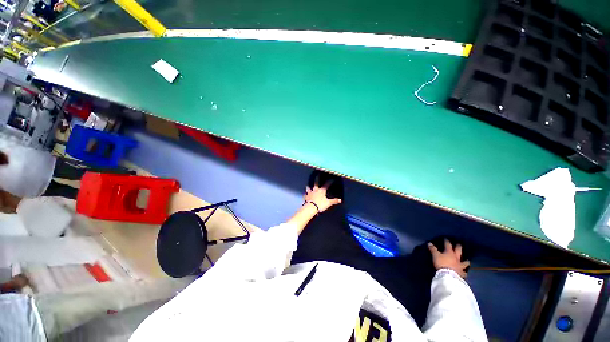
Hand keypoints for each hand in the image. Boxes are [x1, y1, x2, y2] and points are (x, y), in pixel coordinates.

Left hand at [304, 179, 341, 212]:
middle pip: (316, 183)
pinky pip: (305, 195)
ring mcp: (310, 193)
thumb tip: (340, 200)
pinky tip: (305, 195)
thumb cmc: (320, 204)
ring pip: (309, 188)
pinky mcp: (306, 197)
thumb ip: (334, 201)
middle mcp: (315, 190)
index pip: (326, 185)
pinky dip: (305, 195)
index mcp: (322, 191)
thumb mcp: (328, 203)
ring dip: (308, 187)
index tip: (332, 179)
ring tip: (307, 185)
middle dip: (317, 179)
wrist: (311, 208)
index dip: (329, 182)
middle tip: (317, 175)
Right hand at [428, 239, 469, 277]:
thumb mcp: (435, 255)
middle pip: (459, 251)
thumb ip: (433, 249)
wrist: (448, 275)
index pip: (448, 245)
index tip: (446, 239)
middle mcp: (456, 258)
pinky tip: (465, 272)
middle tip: (459, 244)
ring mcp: (460, 265)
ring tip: (467, 260)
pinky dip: (465, 272)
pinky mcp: (461, 273)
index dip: (447, 242)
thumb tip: (429, 243)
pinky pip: (464, 272)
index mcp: (449, 253)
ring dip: (466, 261)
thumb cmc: (442, 263)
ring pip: (465, 262)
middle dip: (458, 247)